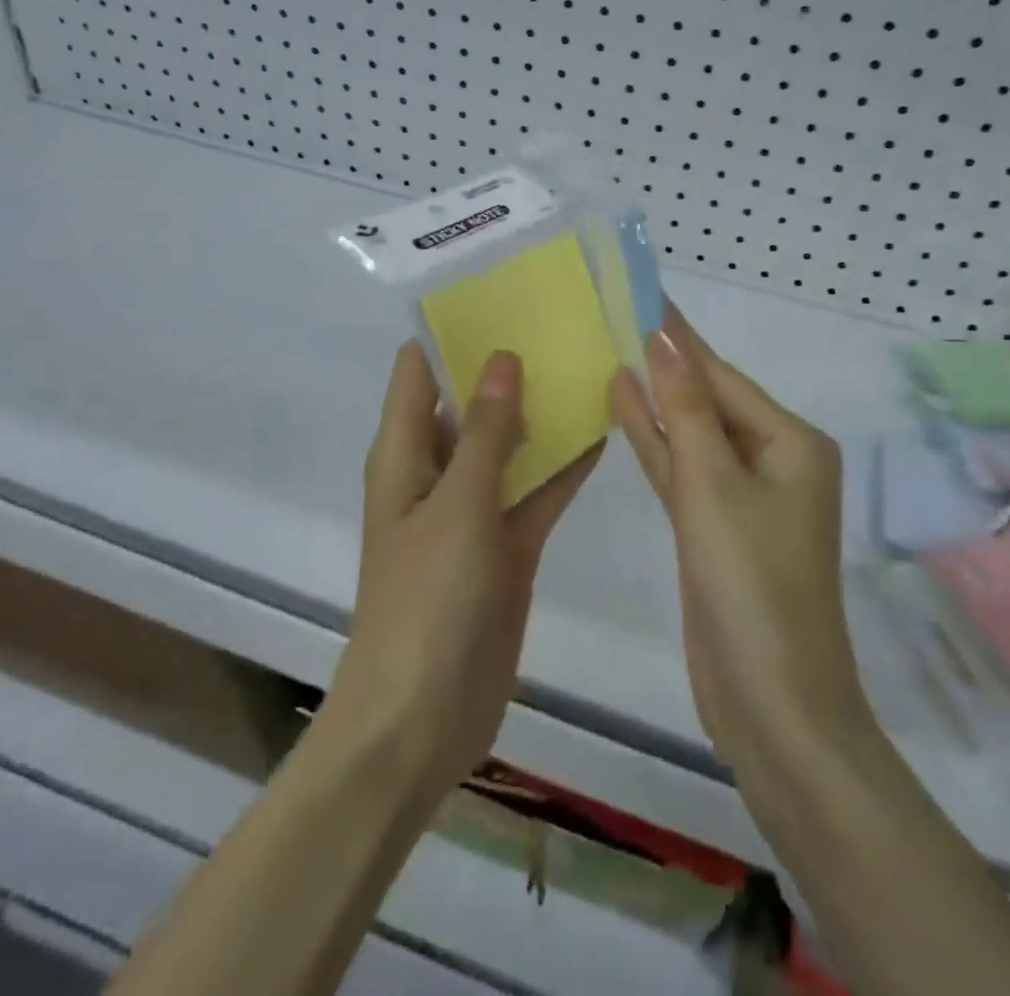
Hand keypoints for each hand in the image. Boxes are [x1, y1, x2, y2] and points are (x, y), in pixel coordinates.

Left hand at [324, 343, 602, 800]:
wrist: (423, 719)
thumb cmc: (427, 603)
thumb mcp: (456, 506)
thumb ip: (483, 431)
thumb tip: (501, 356)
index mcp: (405, 454)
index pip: (419, 370)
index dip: (451, 329)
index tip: (500, 290)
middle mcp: (436, 472)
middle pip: (470, 401)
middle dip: (509, 364)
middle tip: (563, 318)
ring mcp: (473, 509)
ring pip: (510, 444)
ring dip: (542, 412)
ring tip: (591, 360)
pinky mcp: (505, 545)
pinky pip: (535, 491)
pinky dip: (563, 466)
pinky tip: (605, 430)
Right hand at [610, 307, 871, 783]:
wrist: (771, 704)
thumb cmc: (750, 584)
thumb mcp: (713, 485)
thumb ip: (685, 410)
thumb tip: (664, 340)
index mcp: (791, 442)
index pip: (722, 374)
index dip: (679, 335)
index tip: (643, 293)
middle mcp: (774, 461)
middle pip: (708, 399)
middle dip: (665, 363)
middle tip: (615, 316)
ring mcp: (744, 497)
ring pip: (692, 434)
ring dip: (655, 400)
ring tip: (609, 352)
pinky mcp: (716, 528)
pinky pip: (683, 470)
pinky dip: (655, 443)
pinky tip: (621, 409)